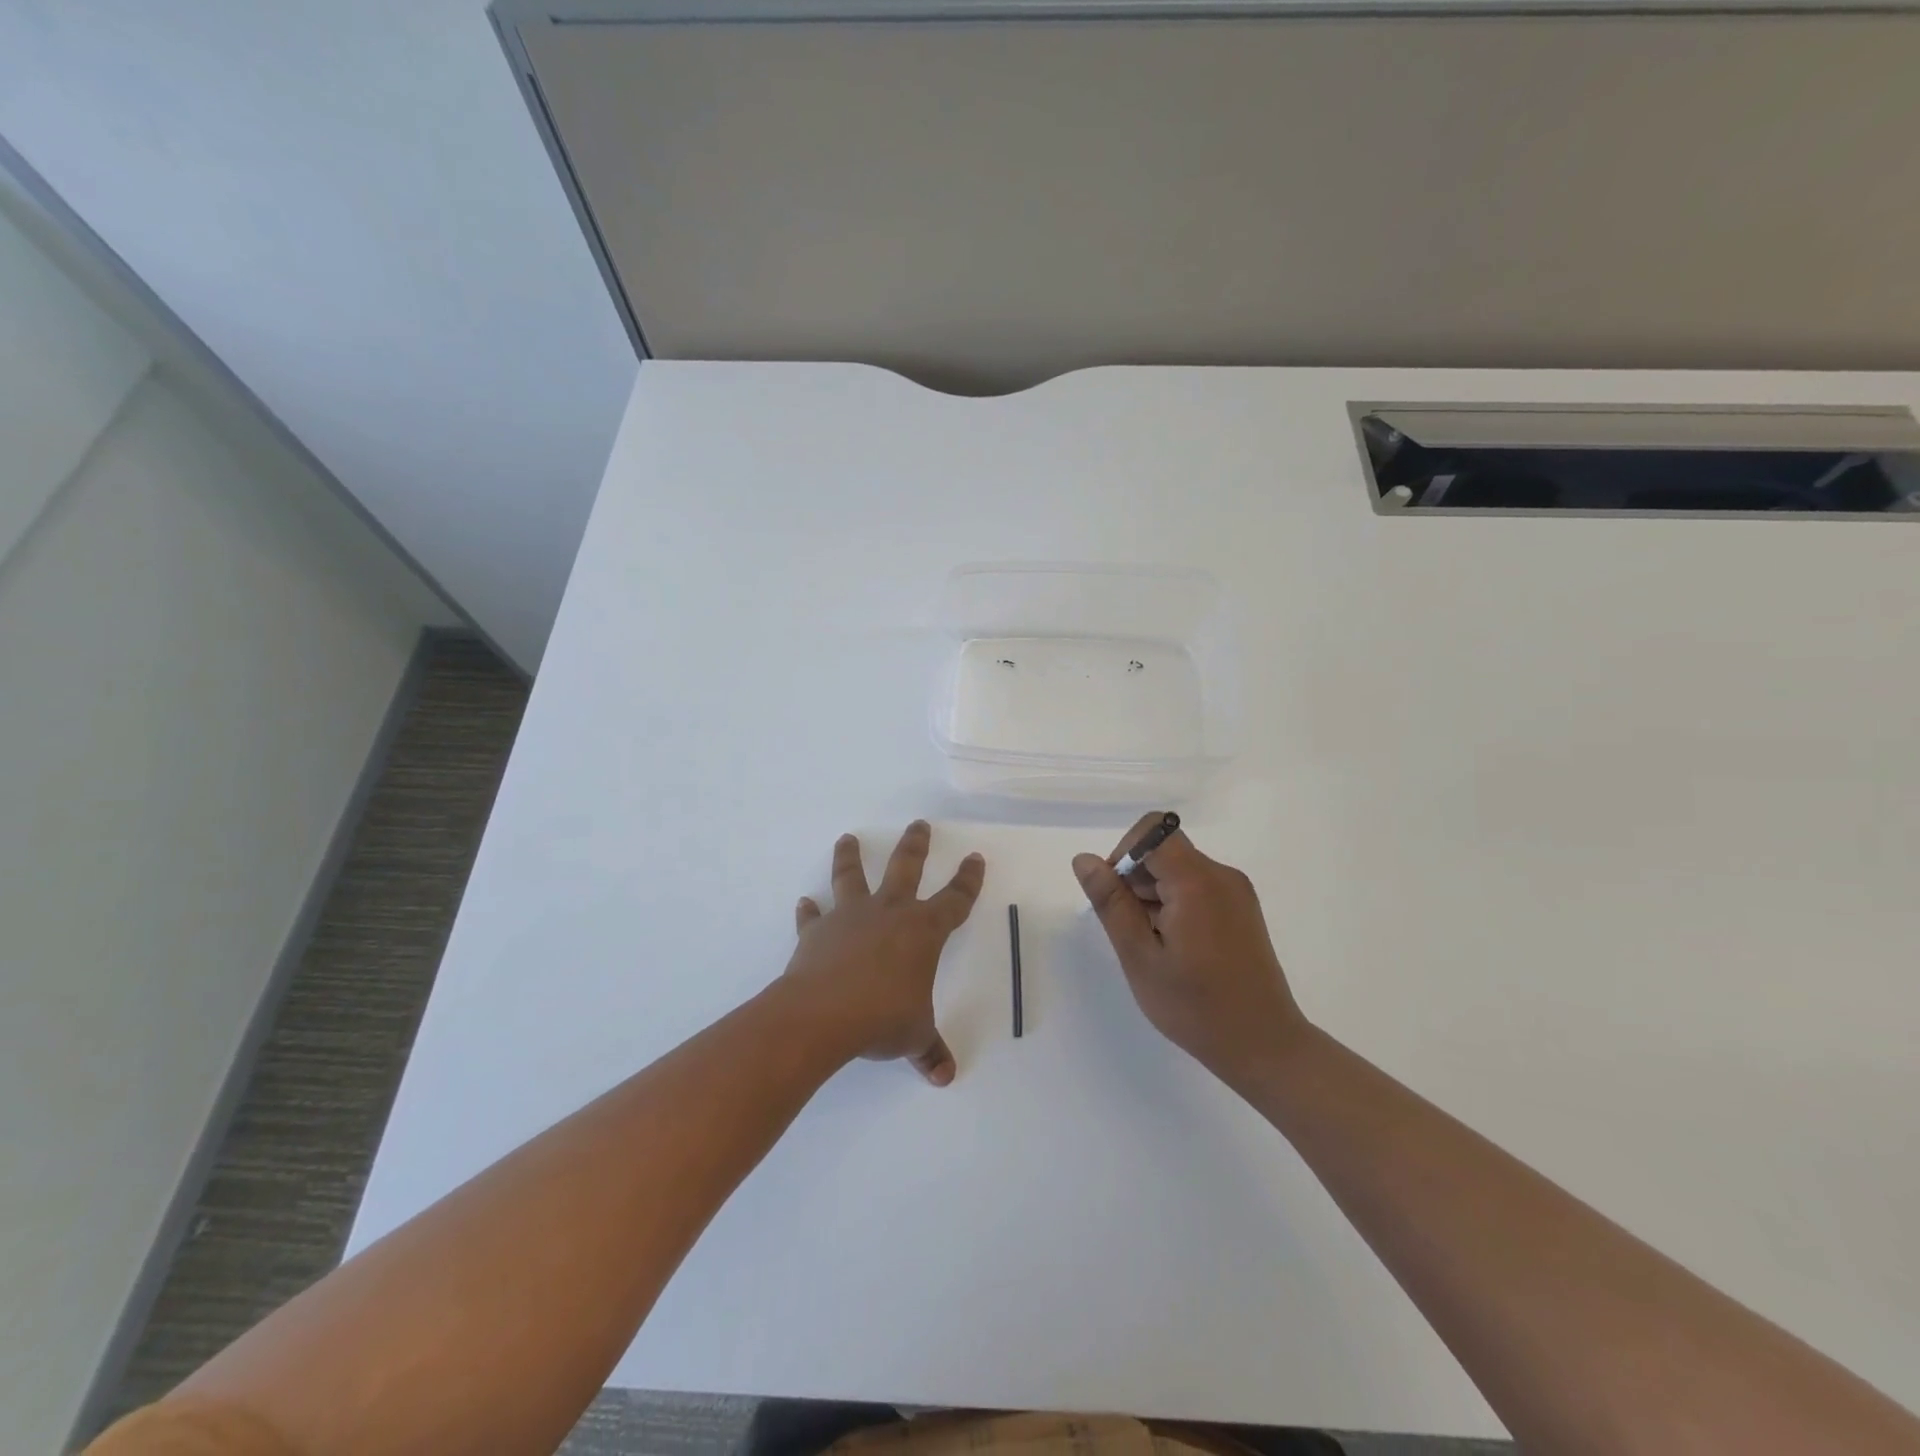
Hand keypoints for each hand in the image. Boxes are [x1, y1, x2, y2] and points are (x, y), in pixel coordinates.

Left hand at [784, 821, 984, 1084]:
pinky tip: (804, 902)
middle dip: (915, 845)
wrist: (821, 1015)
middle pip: (906, 867)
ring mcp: (850, 917)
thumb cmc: (881, 1019)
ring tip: (847, 838)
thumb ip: (930, 1050)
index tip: (974, 858)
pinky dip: (808, 910)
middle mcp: (889, 913)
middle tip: (919, 824)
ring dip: (850, 857)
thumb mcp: (913, 1036)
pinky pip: (813, 917)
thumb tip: (945, 1076)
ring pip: (851, 877)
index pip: (955, 900)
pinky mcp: (817, 931)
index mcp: (922, 931)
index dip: (968, 880)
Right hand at [1073, 815, 1306, 1086]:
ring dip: (1154, 894)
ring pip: (1179, 868)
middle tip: (1130, 931)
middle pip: (1164, 849)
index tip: (1116, 897)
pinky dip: (1175, 903)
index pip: (1152, 830)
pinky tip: (1174, 947)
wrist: (1265, 1046)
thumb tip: (1084, 860)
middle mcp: (1221, 875)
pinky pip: (1197, 886)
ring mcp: (1236, 892)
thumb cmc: (1195, 1007)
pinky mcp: (1242, 909)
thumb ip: (1111, 903)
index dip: (1124, 853)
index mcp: (1197, 881)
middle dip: (1135, 879)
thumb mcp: (1140, 957)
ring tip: (1153, 945)